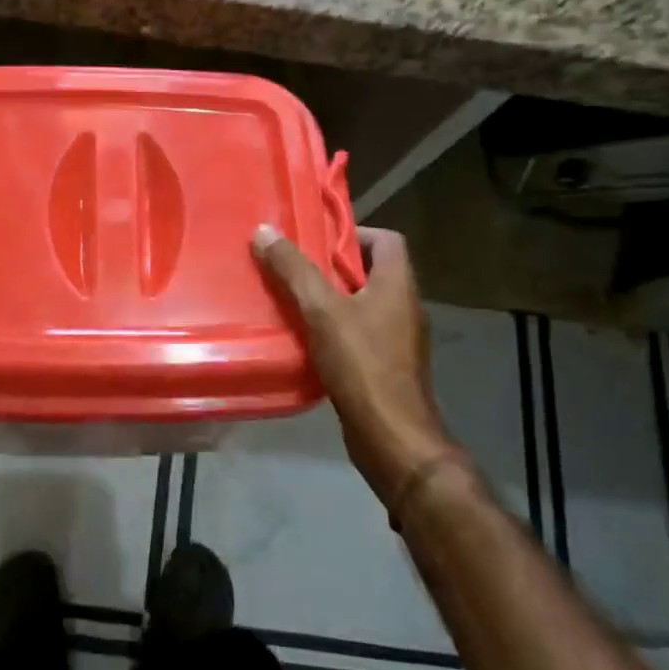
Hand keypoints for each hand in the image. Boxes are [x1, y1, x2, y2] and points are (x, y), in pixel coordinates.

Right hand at [253, 223, 461, 509]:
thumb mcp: (321, 310)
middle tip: (292, 268)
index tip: (315, 241)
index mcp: (398, 284)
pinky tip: (303, 339)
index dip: (352, 233)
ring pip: (361, 304)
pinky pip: (359, 334)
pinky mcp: (387, 367)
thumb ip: (294, 270)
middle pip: (369, 271)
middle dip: (330, 268)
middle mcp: (404, 306)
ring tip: (290, 300)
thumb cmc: (362, 365)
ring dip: (329, 300)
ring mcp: (398, 339)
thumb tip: (264, 231)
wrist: (392, 438)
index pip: (386, 239)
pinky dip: (333, 330)